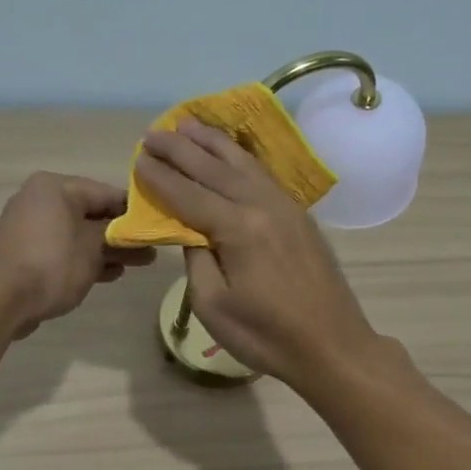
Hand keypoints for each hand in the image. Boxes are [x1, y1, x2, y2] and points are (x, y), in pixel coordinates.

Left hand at [0, 173, 154, 337]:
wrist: (2, 299)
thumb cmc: (52, 264)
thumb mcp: (93, 246)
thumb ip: (117, 234)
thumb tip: (133, 231)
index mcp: (55, 187)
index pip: (105, 192)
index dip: (134, 210)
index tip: (157, 225)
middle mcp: (40, 200)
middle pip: (91, 214)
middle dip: (122, 233)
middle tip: (151, 249)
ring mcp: (30, 228)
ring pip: (78, 234)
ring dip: (107, 249)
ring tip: (139, 264)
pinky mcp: (26, 253)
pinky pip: (63, 250)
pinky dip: (85, 259)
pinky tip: (110, 274)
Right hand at [134, 119, 381, 387]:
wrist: (332, 345)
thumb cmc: (266, 335)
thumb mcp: (213, 306)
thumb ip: (196, 260)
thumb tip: (191, 232)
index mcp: (238, 228)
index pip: (188, 195)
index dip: (160, 178)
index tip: (137, 159)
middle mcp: (262, 206)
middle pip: (213, 169)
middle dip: (180, 149)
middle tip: (152, 132)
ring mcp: (285, 207)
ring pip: (242, 164)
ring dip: (212, 142)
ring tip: (188, 123)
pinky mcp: (299, 216)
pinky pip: (262, 174)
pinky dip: (240, 157)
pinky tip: (231, 151)